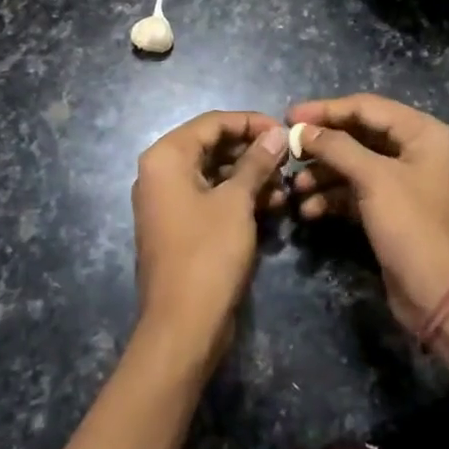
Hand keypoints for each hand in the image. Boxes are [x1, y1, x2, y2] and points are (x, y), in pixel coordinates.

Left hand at [130, 111, 287, 370]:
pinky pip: (211, 198)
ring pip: (214, 173)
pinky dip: (238, 198)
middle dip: (252, 152)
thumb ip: (256, 162)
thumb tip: (276, 133)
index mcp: (166, 157)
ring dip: (250, 177)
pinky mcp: (180, 226)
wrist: (182, 326)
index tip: (285, 132)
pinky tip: (271, 207)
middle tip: (288, 161)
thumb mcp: (237, 202)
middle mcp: (160, 173)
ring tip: (284, 189)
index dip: (251, 122)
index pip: (212, 122)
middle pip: (212, 146)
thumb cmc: (208, 254)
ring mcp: (168, 201)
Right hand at [287, 94, 448, 330]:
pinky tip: (308, 209)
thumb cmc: (412, 225)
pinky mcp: (388, 208)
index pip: (366, 107)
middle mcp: (413, 149)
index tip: (289, 116)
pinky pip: (353, 191)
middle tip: (287, 149)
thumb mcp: (373, 179)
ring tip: (295, 186)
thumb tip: (301, 129)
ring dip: (322, 173)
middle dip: (322, 144)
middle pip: (357, 134)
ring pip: (352, 164)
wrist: (439, 295)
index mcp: (421, 132)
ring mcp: (400, 180)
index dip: (326, 109)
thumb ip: (336, 147)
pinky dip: (331, 197)